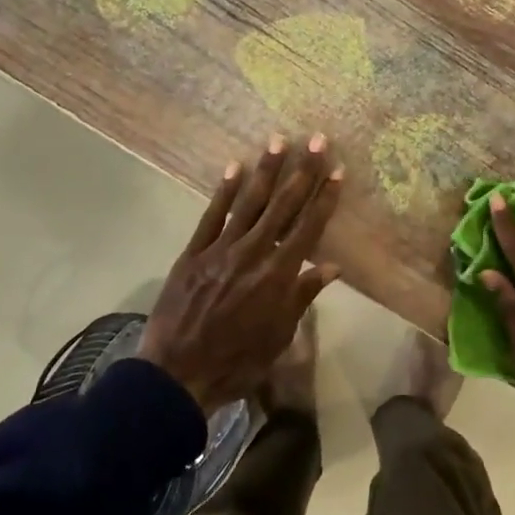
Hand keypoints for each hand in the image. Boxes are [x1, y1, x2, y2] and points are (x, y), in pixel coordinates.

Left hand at [142, 134, 343, 411]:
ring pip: (249, 203)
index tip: (336, 169)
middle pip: (283, 206)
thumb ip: (303, 296)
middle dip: (302, 171)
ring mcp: (221, 249)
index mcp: (279, 275)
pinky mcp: (193, 253)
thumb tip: (332, 266)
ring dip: (266, 170)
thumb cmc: (237, 362)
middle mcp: (253, 253)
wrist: (177, 375)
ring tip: (278, 140)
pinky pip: (211, 216)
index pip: (309, 227)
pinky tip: (234, 167)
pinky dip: (224, 191)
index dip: (324, 197)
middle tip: (315, 139)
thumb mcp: (279, 336)